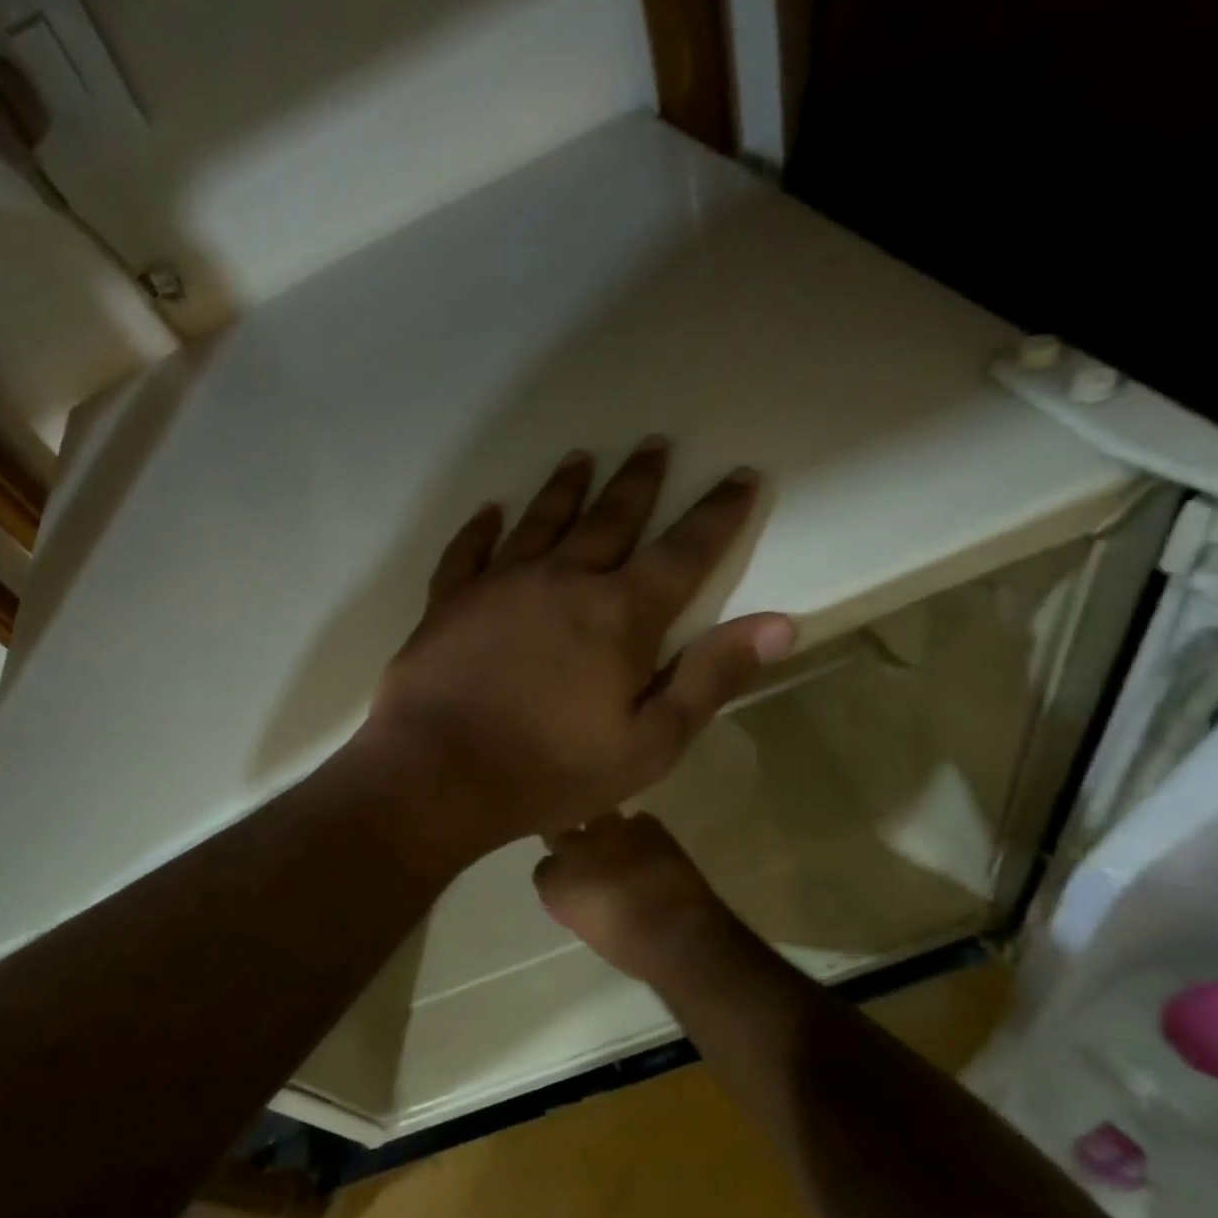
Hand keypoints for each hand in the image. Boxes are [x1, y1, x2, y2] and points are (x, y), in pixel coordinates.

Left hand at [356, 440, 795, 852]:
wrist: (437, 774)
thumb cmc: (549, 770)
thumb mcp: (648, 744)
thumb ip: (710, 679)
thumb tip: (780, 624)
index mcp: (618, 615)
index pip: (683, 551)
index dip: (718, 513)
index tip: (741, 475)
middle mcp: (562, 580)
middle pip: (610, 518)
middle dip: (638, 481)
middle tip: (653, 443)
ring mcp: (499, 585)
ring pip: (541, 521)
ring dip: (565, 488)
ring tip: (581, 458)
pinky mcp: (449, 601)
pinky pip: (467, 551)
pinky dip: (480, 528)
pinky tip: (489, 511)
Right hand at [533, 811, 743, 985]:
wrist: (675, 932)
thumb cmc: (629, 949)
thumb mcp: (591, 932)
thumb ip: (579, 907)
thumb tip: (586, 900)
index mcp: (554, 882)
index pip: (544, 870)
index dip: (559, 877)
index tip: (571, 888)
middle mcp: (573, 849)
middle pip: (561, 835)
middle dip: (572, 846)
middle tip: (588, 863)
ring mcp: (609, 831)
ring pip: (596, 820)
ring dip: (604, 834)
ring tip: (618, 849)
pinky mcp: (644, 825)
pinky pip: (636, 821)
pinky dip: (639, 834)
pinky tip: (648, 850)